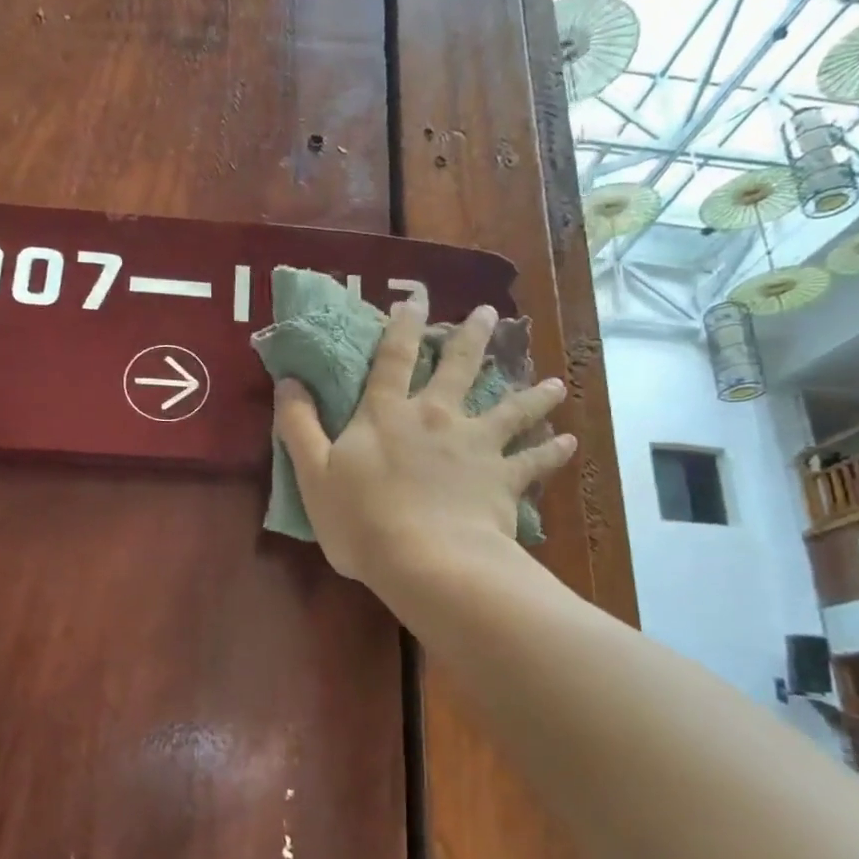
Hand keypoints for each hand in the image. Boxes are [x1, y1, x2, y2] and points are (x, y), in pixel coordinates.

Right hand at [273, 300, 574, 588]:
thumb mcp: (313, 473)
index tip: (416, 299)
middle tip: (490, 314)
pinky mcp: (503, 478)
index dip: (403, 326)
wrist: (426, 560)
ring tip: (555, 384)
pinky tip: (570, 443)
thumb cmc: (361, 519)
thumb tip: (289, 382)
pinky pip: (534, 461)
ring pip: (511, 409)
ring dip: (533, 395)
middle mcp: (436, 418)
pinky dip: (553, 452)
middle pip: (459, 368)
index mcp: (388, 414)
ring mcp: (476, 445)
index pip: (394, 358)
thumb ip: (299, 426)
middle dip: (473, 337)